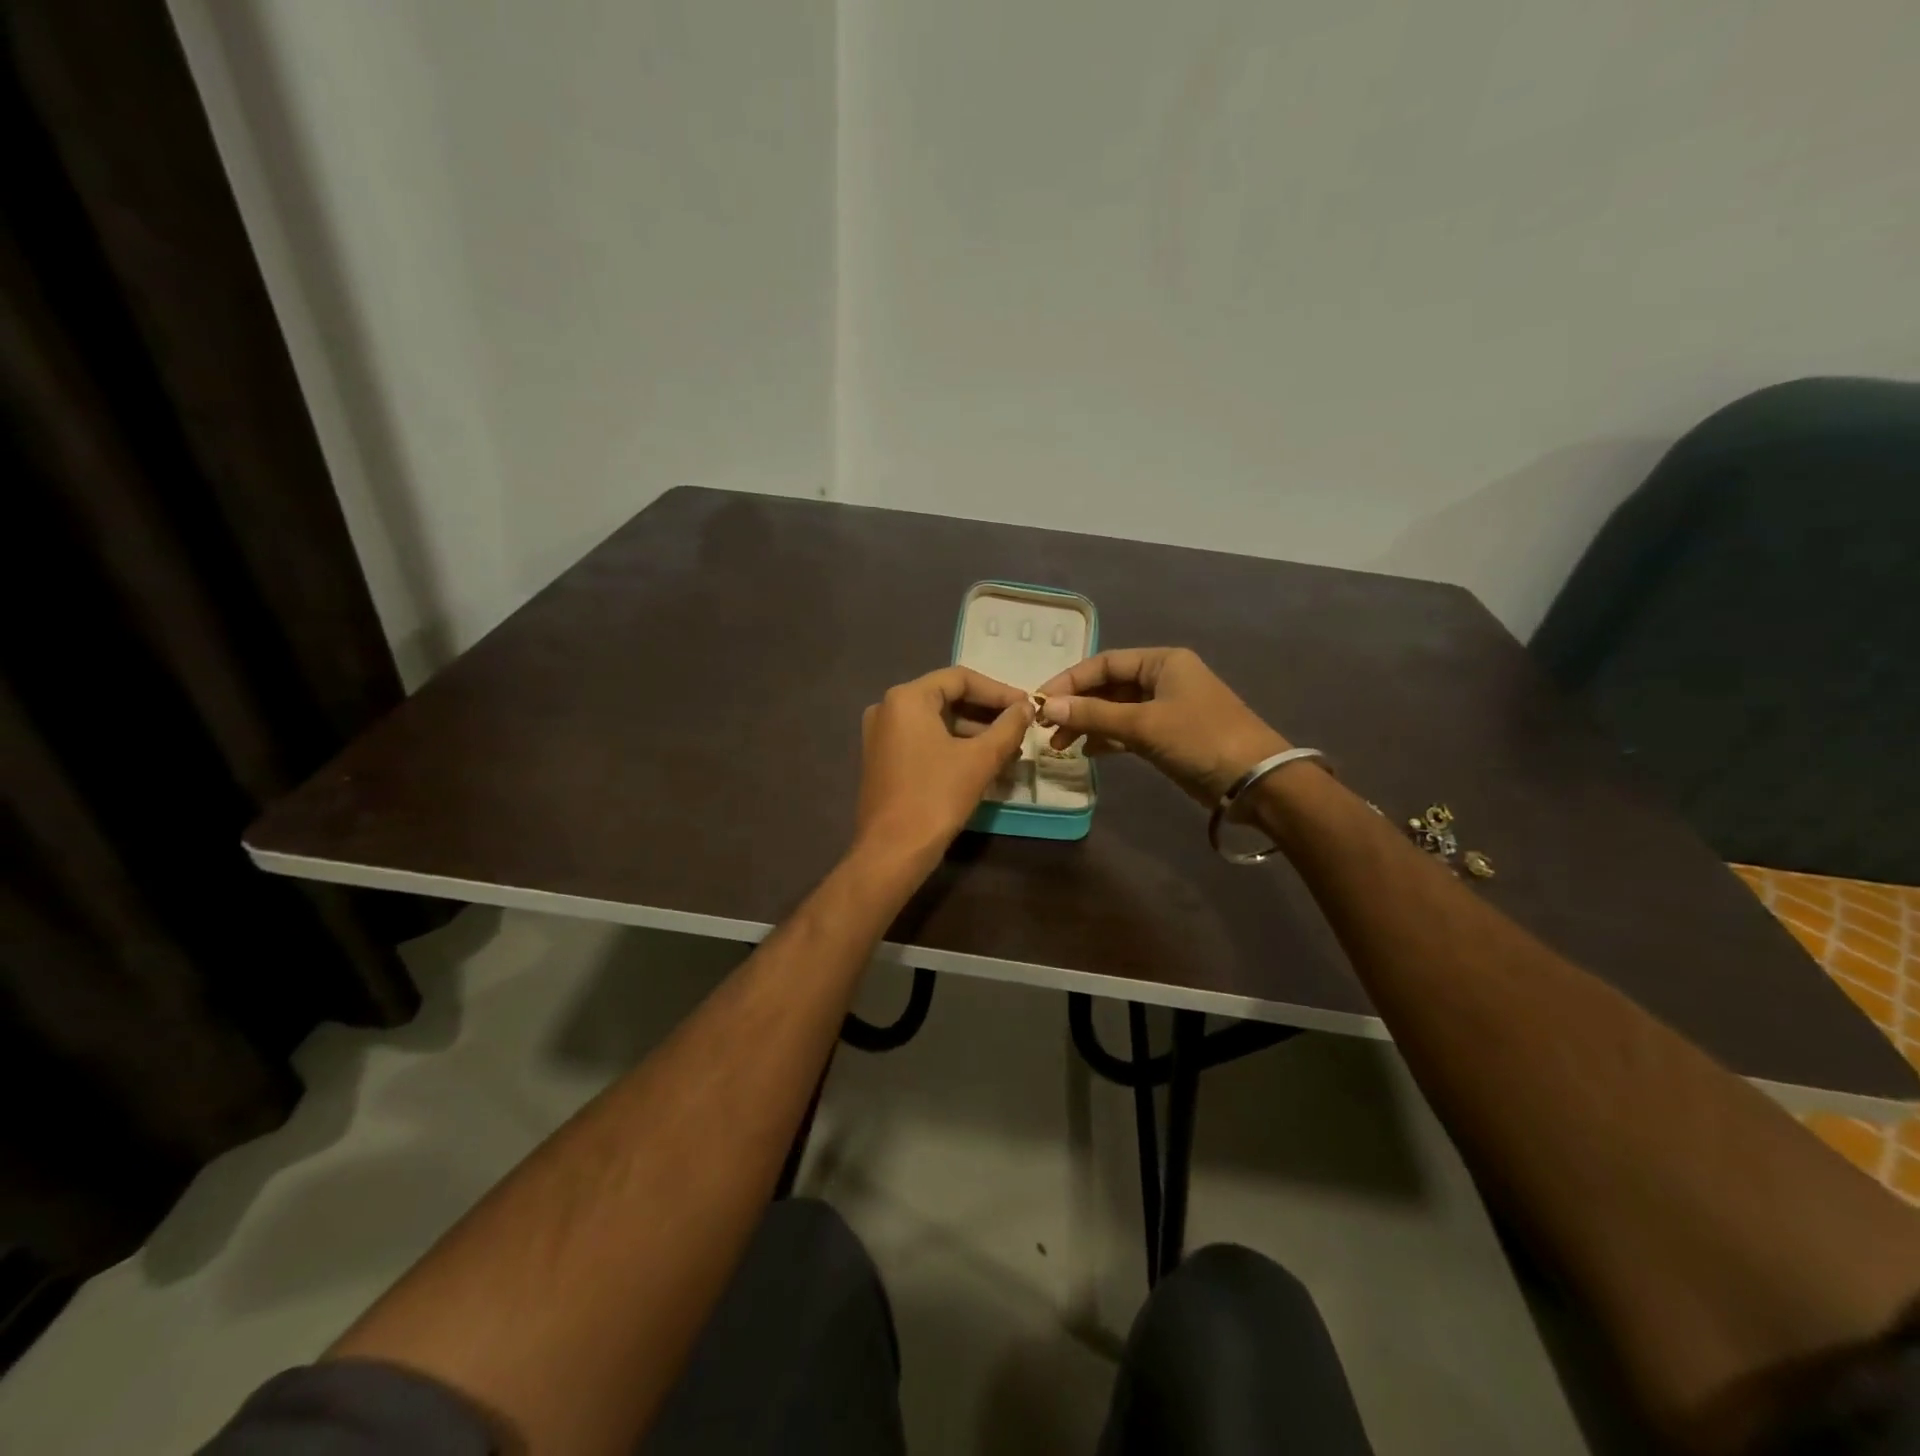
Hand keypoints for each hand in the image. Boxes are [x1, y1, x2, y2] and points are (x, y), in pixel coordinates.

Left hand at [853, 666, 1032, 868]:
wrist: (893, 851)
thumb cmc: (936, 797)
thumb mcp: (980, 759)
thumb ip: (1008, 727)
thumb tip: (1027, 706)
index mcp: (906, 698)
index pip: (960, 678)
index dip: (998, 691)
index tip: (1027, 705)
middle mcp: (888, 708)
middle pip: (947, 697)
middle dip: (987, 712)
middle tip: (1021, 726)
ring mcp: (881, 735)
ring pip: (936, 721)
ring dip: (973, 731)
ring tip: (1009, 747)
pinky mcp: (883, 759)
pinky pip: (924, 739)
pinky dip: (953, 745)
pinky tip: (982, 761)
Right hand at [1035, 647, 1289, 806]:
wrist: (1255, 781)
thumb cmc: (1200, 739)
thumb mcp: (1143, 724)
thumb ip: (1093, 714)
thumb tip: (1045, 705)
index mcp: (1161, 662)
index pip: (1103, 664)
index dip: (1069, 681)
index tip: (1038, 702)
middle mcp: (1162, 679)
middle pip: (1107, 687)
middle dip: (1076, 705)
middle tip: (1045, 728)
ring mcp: (1165, 708)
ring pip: (1115, 710)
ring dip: (1087, 724)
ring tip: (1059, 745)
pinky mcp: (1168, 736)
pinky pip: (1127, 730)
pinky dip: (1107, 738)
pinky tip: (1086, 751)